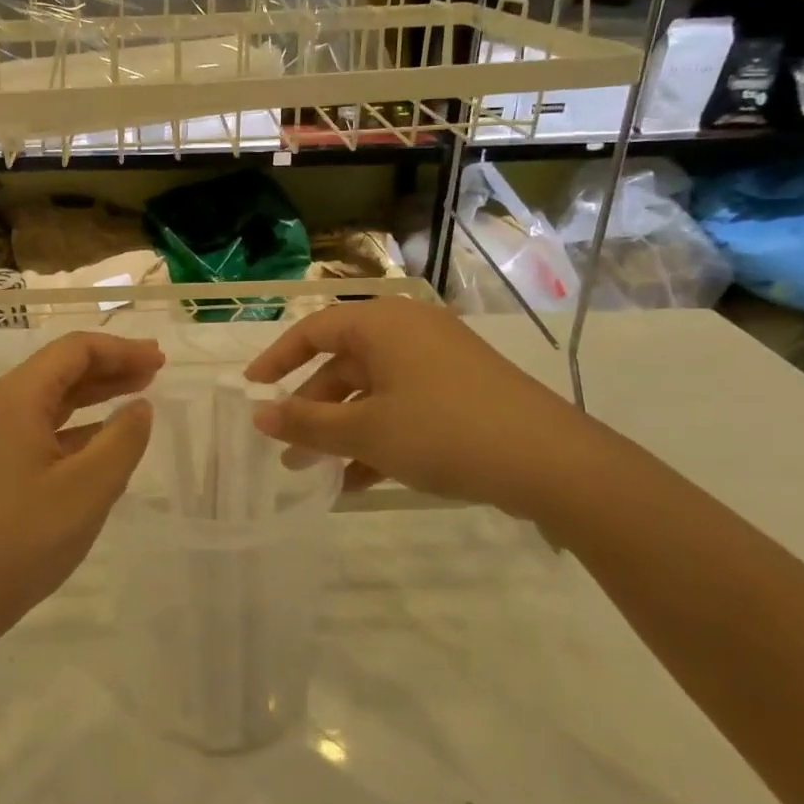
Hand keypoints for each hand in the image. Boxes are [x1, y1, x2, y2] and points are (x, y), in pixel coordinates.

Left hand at [0, 332, 159, 639]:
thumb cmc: (24, 538)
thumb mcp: (88, 488)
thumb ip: (123, 440)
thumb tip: (140, 407)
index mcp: (16, 398)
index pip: (73, 350)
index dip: (120, 350)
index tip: (159, 360)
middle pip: (61, 368)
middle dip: (111, 365)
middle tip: (156, 370)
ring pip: (52, 397)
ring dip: (96, 392)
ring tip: (139, 393)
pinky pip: (41, 426)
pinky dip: (77, 424)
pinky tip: (105, 436)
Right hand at [242, 297, 594, 518]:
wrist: (551, 462)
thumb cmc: (442, 432)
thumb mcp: (365, 431)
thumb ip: (306, 422)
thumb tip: (259, 415)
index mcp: (382, 324)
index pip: (312, 330)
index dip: (277, 359)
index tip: (251, 389)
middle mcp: (408, 331)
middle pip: (342, 364)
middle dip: (311, 408)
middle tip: (286, 448)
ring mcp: (439, 361)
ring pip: (372, 391)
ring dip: (341, 429)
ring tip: (316, 473)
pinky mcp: (462, 391)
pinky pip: (403, 406)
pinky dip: (377, 436)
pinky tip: (359, 480)